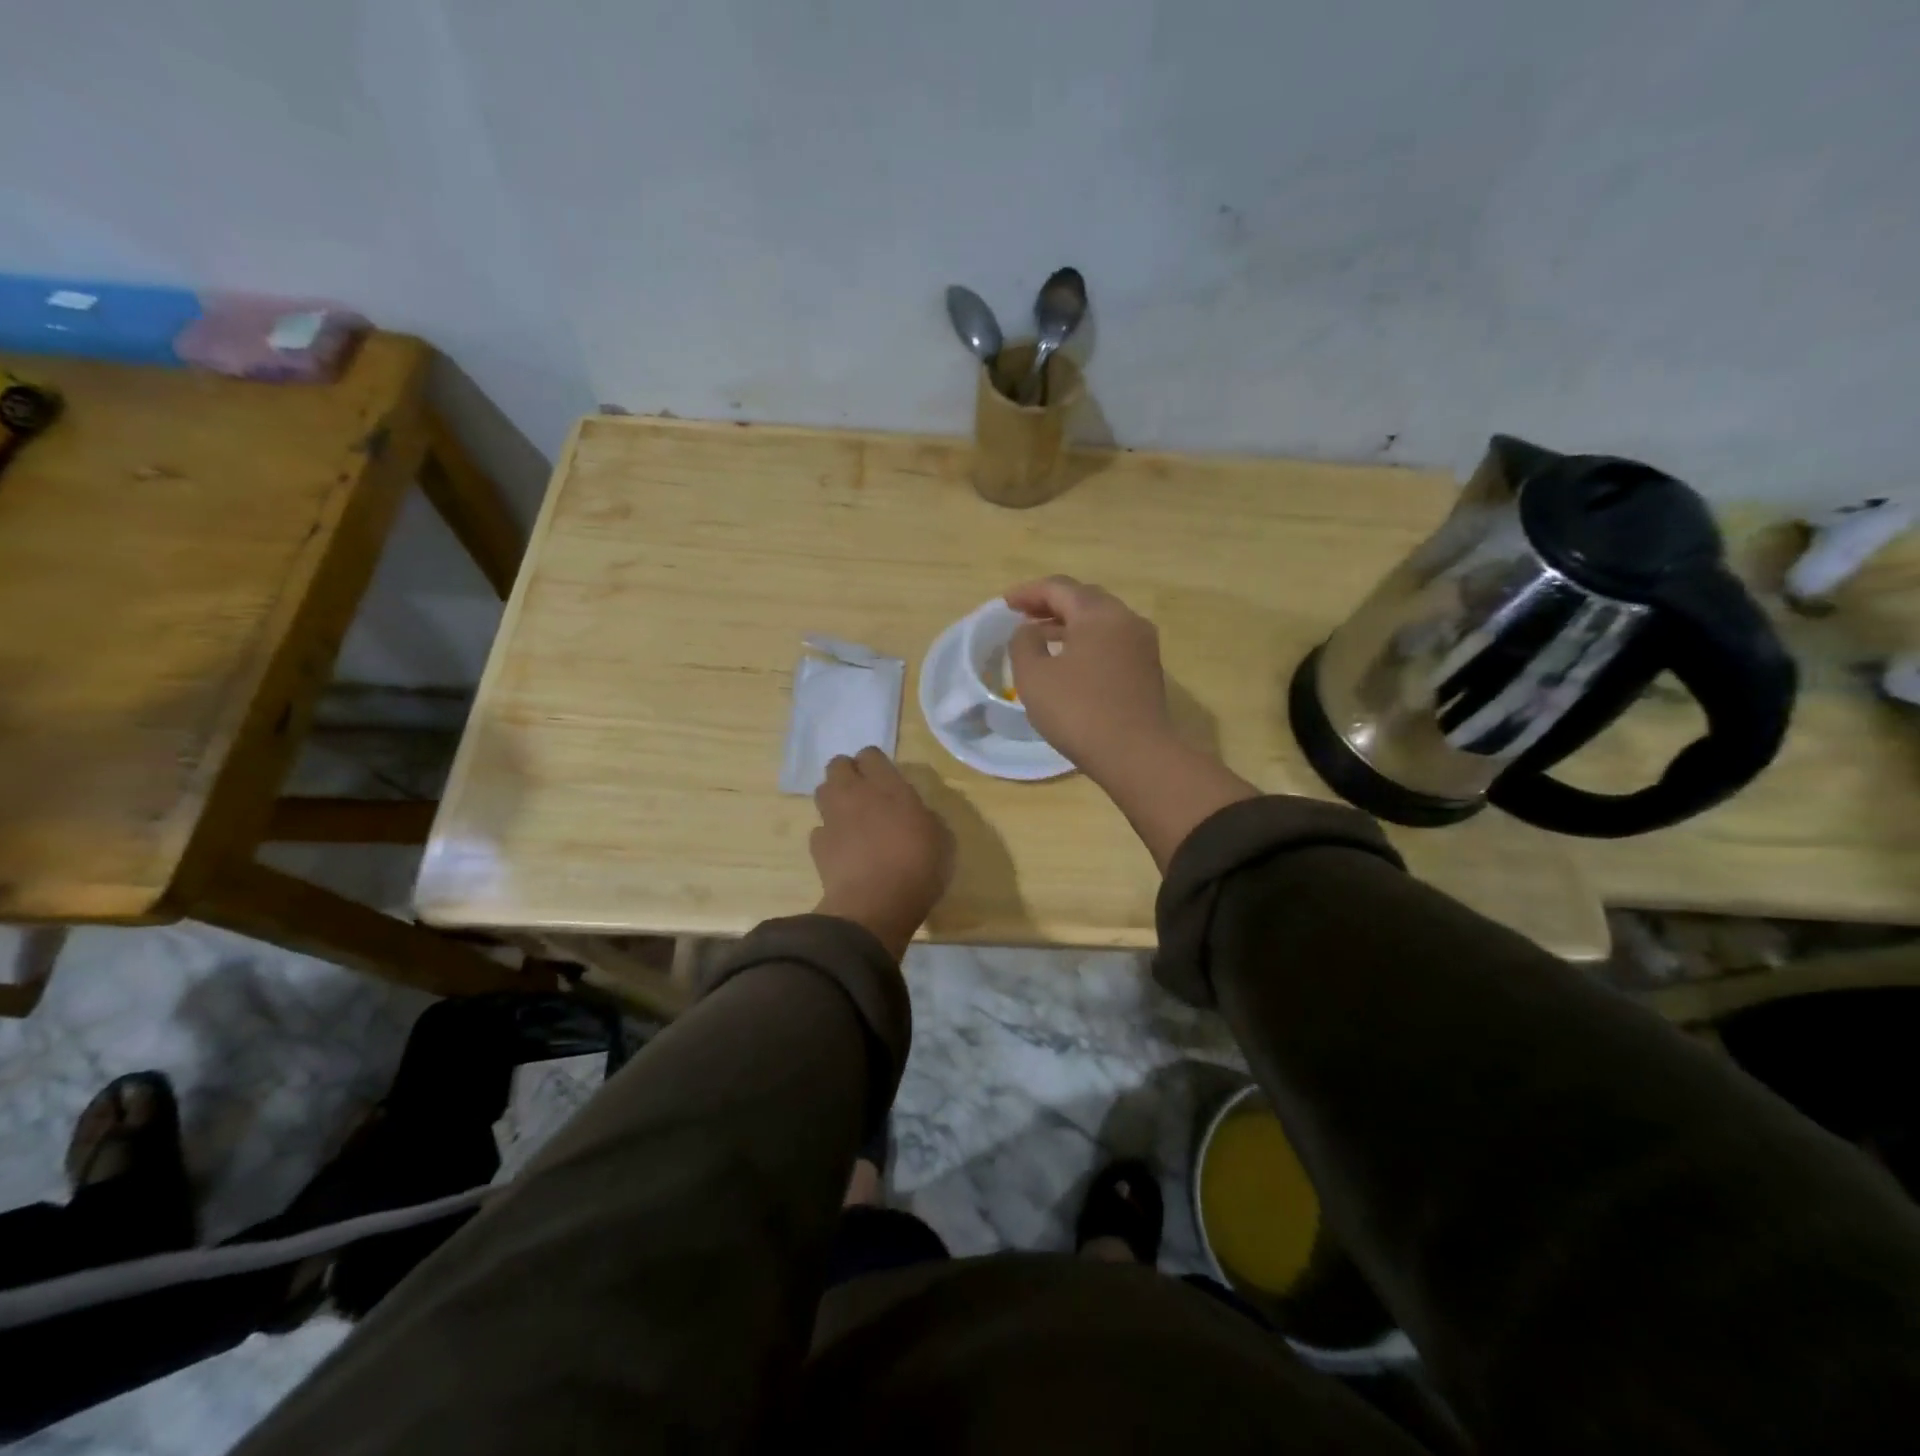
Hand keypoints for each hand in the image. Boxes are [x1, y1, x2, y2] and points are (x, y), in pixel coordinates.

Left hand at [811, 748, 954, 959]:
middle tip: (864, 792)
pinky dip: (829, 834)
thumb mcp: (942, 839)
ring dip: (834, 798)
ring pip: (823, 791)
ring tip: (850, 817)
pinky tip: (842, 849)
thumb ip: (926, 817)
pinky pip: (820, 829)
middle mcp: (855, 794)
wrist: (875, 905)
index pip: (870, 754)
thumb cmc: (918, 868)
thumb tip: (917, 815)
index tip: (886, 778)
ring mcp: (832, 818)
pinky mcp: (818, 845)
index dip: (875, 764)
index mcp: (888, 786)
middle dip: (848, 773)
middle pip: (838, 765)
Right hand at [1005, 576, 1257, 869]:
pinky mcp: (1147, 669)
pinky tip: (1069, 659)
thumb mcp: (1034, 676)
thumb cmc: (1078, 711)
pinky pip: (1111, 641)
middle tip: (1023, 615)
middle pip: (1084, 599)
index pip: (1059, 588)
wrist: (1136, 754)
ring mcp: (1142, 644)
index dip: (1028, 592)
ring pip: (1100, 621)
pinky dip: (1086, 640)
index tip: (1005, 604)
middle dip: (1051, 604)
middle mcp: (1126, 619)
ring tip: (1041, 636)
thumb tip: (1030, 631)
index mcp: (1098, 613)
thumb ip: (1024, 643)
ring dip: (1069, 623)